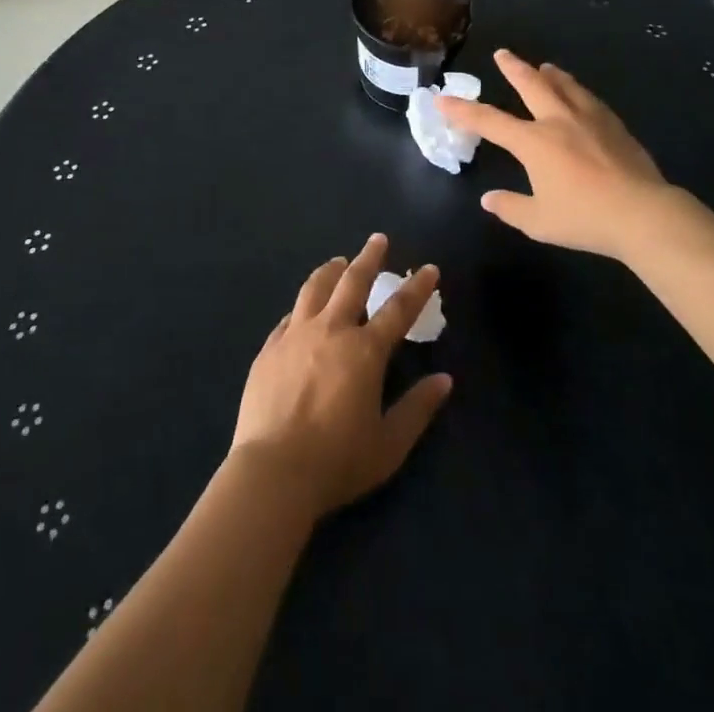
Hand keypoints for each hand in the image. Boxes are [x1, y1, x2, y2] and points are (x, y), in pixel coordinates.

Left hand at [230, 234, 452, 519]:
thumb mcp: (389, 444)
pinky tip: (304, 309)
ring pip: (315, 288)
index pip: (398, 310)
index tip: (429, 268)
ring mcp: (295, 335)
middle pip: (352, 281)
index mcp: (364, 351)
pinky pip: (289, 316)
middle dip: (369, 257)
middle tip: (378, 240)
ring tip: (338, 262)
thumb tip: (444, 380)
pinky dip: (303, 306)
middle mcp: (331, 331)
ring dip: (331, 270)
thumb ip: (417, 408)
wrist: (272, 472)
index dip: (417, 287)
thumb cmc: (337, 461)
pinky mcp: (269, 348)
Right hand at [438, 49, 684, 260]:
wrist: (644, 214)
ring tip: (545, 67)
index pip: (489, 121)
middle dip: (513, 68)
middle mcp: (558, 121)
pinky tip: (582, 96)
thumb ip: (511, 207)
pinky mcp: (615, 127)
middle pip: (531, 85)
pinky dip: (578, 92)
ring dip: (550, 75)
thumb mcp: (539, 221)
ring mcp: (590, 120)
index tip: (442, 98)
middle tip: (502, 53)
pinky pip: (590, 100)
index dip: (462, 110)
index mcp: (534, 142)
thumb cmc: (585, 218)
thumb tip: (489, 200)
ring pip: (565, 86)